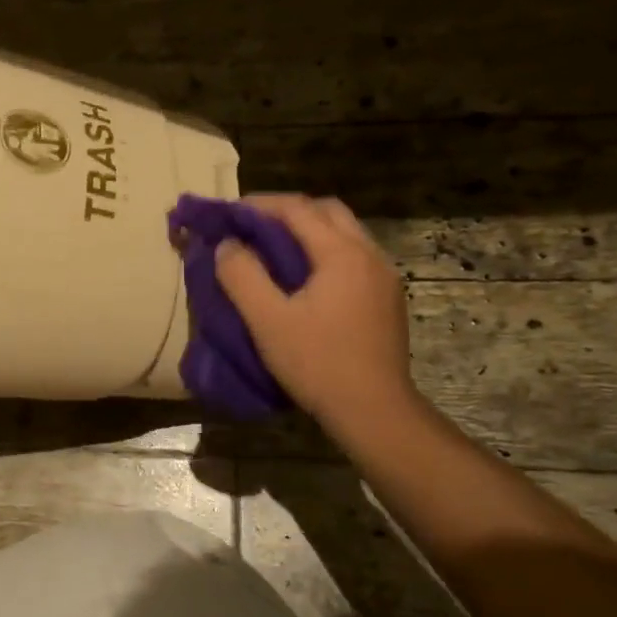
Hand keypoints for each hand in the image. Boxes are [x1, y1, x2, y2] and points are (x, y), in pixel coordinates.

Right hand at [214, 194, 417, 436]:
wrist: (374, 411)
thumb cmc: (317, 363)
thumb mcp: (267, 320)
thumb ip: (242, 276)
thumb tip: (227, 245)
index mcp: (341, 253)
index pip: (297, 209)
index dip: (259, 205)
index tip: (229, 213)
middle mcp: (369, 254)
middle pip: (327, 211)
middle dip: (288, 211)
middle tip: (253, 227)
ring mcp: (384, 277)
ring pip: (345, 233)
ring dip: (310, 231)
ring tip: (275, 250)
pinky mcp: (388, 299)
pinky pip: (355, 257)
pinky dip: (326, 252)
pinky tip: (307, 279)